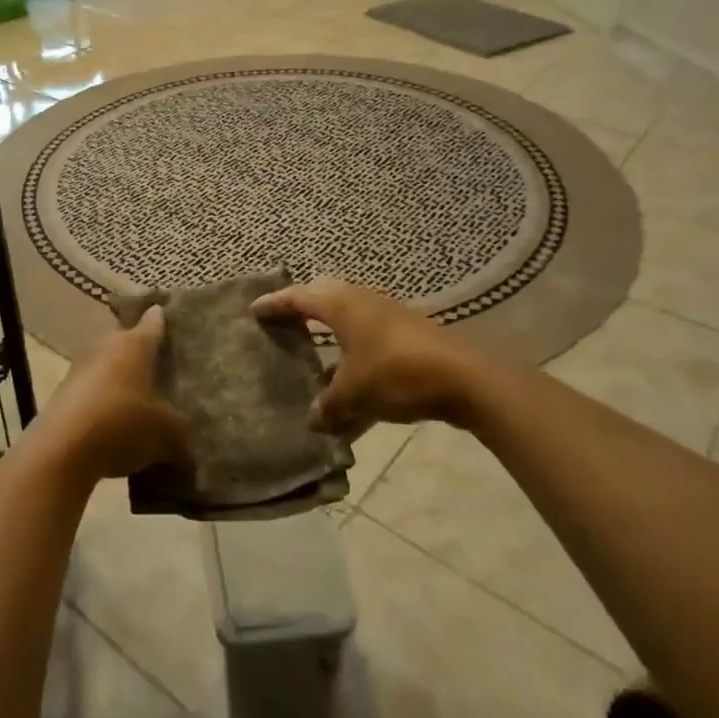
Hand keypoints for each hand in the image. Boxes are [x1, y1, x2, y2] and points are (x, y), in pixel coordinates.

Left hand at [36, 307, 191, 482]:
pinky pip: (92, 392)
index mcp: (135, 344)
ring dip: (121, 382)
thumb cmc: (123, 424)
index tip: (168, 314)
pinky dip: (104, 404)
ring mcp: (80, 369)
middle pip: (128, 344)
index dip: (163, 320)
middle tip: (161, 370)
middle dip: (142, 356)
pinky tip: (115, 427)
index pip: (153, 323)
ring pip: (108, 368)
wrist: (62, 451)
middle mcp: (105, 346)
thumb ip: (180, 432)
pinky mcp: (63, 394)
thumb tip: (184, 445)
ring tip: (141, 404)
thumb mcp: (167, 433)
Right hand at [253, 278, 481, 433]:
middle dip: (303, 310)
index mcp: (341, 305)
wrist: (464, 379)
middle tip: (284, 323)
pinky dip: (355, 360)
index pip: (298, 297)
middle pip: (324, 299)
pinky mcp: (407, 337)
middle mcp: (362, 302)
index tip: (254, 309)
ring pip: (349, 322)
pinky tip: (352, 392)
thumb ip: (328, 406)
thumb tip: (313, 420)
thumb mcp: (353, 393)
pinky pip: (370, 344)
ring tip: (312, 356)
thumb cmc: (396, 374)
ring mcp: (388, 318)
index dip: (275, 304)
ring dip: (330, 337)